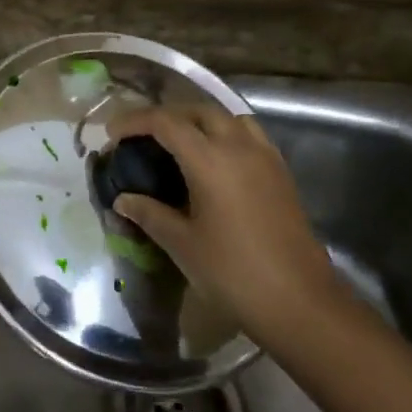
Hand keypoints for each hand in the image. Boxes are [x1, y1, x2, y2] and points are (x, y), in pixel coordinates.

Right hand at [108, 105, 343, 346]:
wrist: (299, 301)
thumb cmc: (233, 273)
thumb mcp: (182, 244)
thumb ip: (149, 213)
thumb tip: (123, 199)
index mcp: (209, 159)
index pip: (165, 122)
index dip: (135, 121)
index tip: (112, 134)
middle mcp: (238, 146)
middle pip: (197, 111)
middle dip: (166, 116)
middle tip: (142, 136)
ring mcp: (265, 156)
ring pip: (228, 117)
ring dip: (199, 120)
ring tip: (179, 143)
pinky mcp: (281, 172)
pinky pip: (249, 135)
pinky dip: (225, 134)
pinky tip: (215, 161)